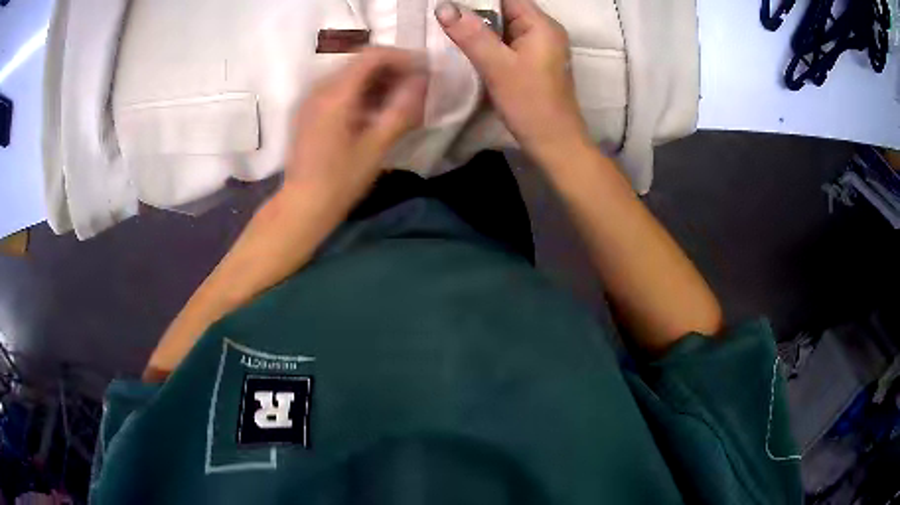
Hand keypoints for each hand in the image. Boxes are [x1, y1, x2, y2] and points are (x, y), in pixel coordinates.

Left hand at [284, 47, 427, 207]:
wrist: (302, 206)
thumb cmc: (340, 181)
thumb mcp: (376, 147)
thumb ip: (401, 110)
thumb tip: (422, 82)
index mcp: (336, 94)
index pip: (372, 56)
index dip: (402, 57)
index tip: (424, 69)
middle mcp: (320, 88)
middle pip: (360, 62)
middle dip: (391, 69)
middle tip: (415, 86)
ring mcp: (311, 99)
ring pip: (350, 75)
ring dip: (378, 81)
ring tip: (400, 99)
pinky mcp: (309, 111)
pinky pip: (339, 89)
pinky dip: (361, 92)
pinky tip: (375, 111)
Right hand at [435, 0, 588, 163]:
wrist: (555, 144)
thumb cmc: (530, 104)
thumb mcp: (497, 67)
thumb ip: (471, 34)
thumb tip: (443, 6)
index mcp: (542, 25)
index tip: (449, 2)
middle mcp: (544, 30)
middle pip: (504, 9)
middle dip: (474, 11)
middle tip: (444, 16)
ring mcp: (541, 47)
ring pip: (504, 27)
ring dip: (479, 29)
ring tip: (450, 29)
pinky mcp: (534, 62)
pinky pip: (508, 43)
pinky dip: (489, 43)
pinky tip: (470, 48)